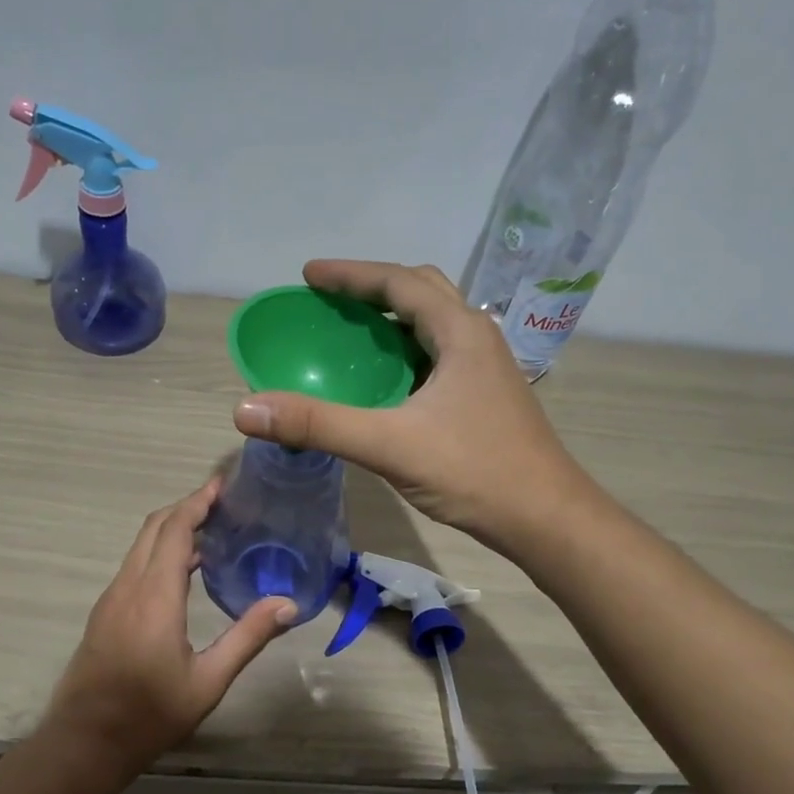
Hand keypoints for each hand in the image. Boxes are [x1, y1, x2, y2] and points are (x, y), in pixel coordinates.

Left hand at [41, 477, 294, 778]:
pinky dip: (159, 551)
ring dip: (171, 528)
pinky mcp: (105, 613)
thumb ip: (248, 638)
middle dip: (185, 507)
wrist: (84, 743)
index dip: (197, 502)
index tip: (222, 485)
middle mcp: (128, 586)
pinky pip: (134, 565)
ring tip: (210, 530)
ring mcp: (111, 599)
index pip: (174, 530)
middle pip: (154, 528)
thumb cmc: (149, 714)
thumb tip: (288, 604)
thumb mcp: (208, 681)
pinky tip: (184, 571)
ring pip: (140, 545)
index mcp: (155, 596)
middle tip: (222, 502)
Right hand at [231, 260, 595, 553]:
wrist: (547, 519)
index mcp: (460, 332)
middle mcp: (477, 338)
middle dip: (372, 289)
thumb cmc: (475, 472)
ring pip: (433, 325)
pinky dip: (405, 353)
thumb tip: (246, 408)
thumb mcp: (390, 445)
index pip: (399, 282)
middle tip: (329, 300)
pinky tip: (385, 382)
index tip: (308, 275)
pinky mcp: (486, 396)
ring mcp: (486, 368)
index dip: (351, 274)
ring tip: (350, 333)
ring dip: (392, 321)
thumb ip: (318, 425)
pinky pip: (438, 356)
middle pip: (421, 292)